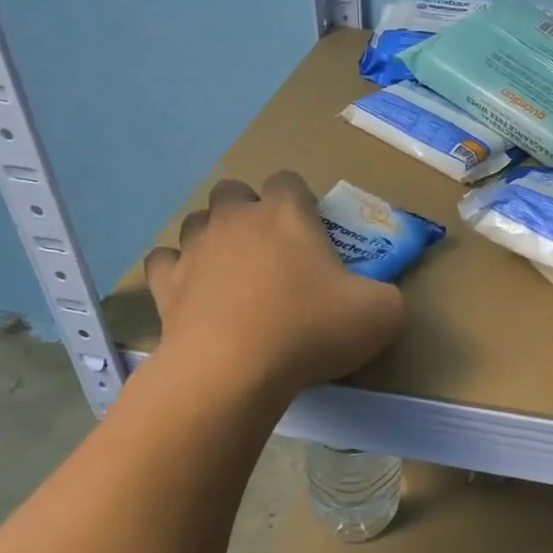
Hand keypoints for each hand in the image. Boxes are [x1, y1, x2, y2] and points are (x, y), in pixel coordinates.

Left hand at [142, 173, 404, 393]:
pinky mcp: (166, 284)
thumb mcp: (381, 314)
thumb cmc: (310, 330)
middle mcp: (235, 219)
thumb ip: (387, 296)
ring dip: (212, 238)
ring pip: (196, 222)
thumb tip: (380, 298)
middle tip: (270, 252)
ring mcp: (194, 249)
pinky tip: (193, 293)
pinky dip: (177, 271)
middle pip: (234, 192)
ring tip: (231, 273)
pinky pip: (165, 261)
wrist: (232, 371)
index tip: (312, 234)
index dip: (301, 202)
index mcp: (286, 213)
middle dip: (248, 211)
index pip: (289, 181)